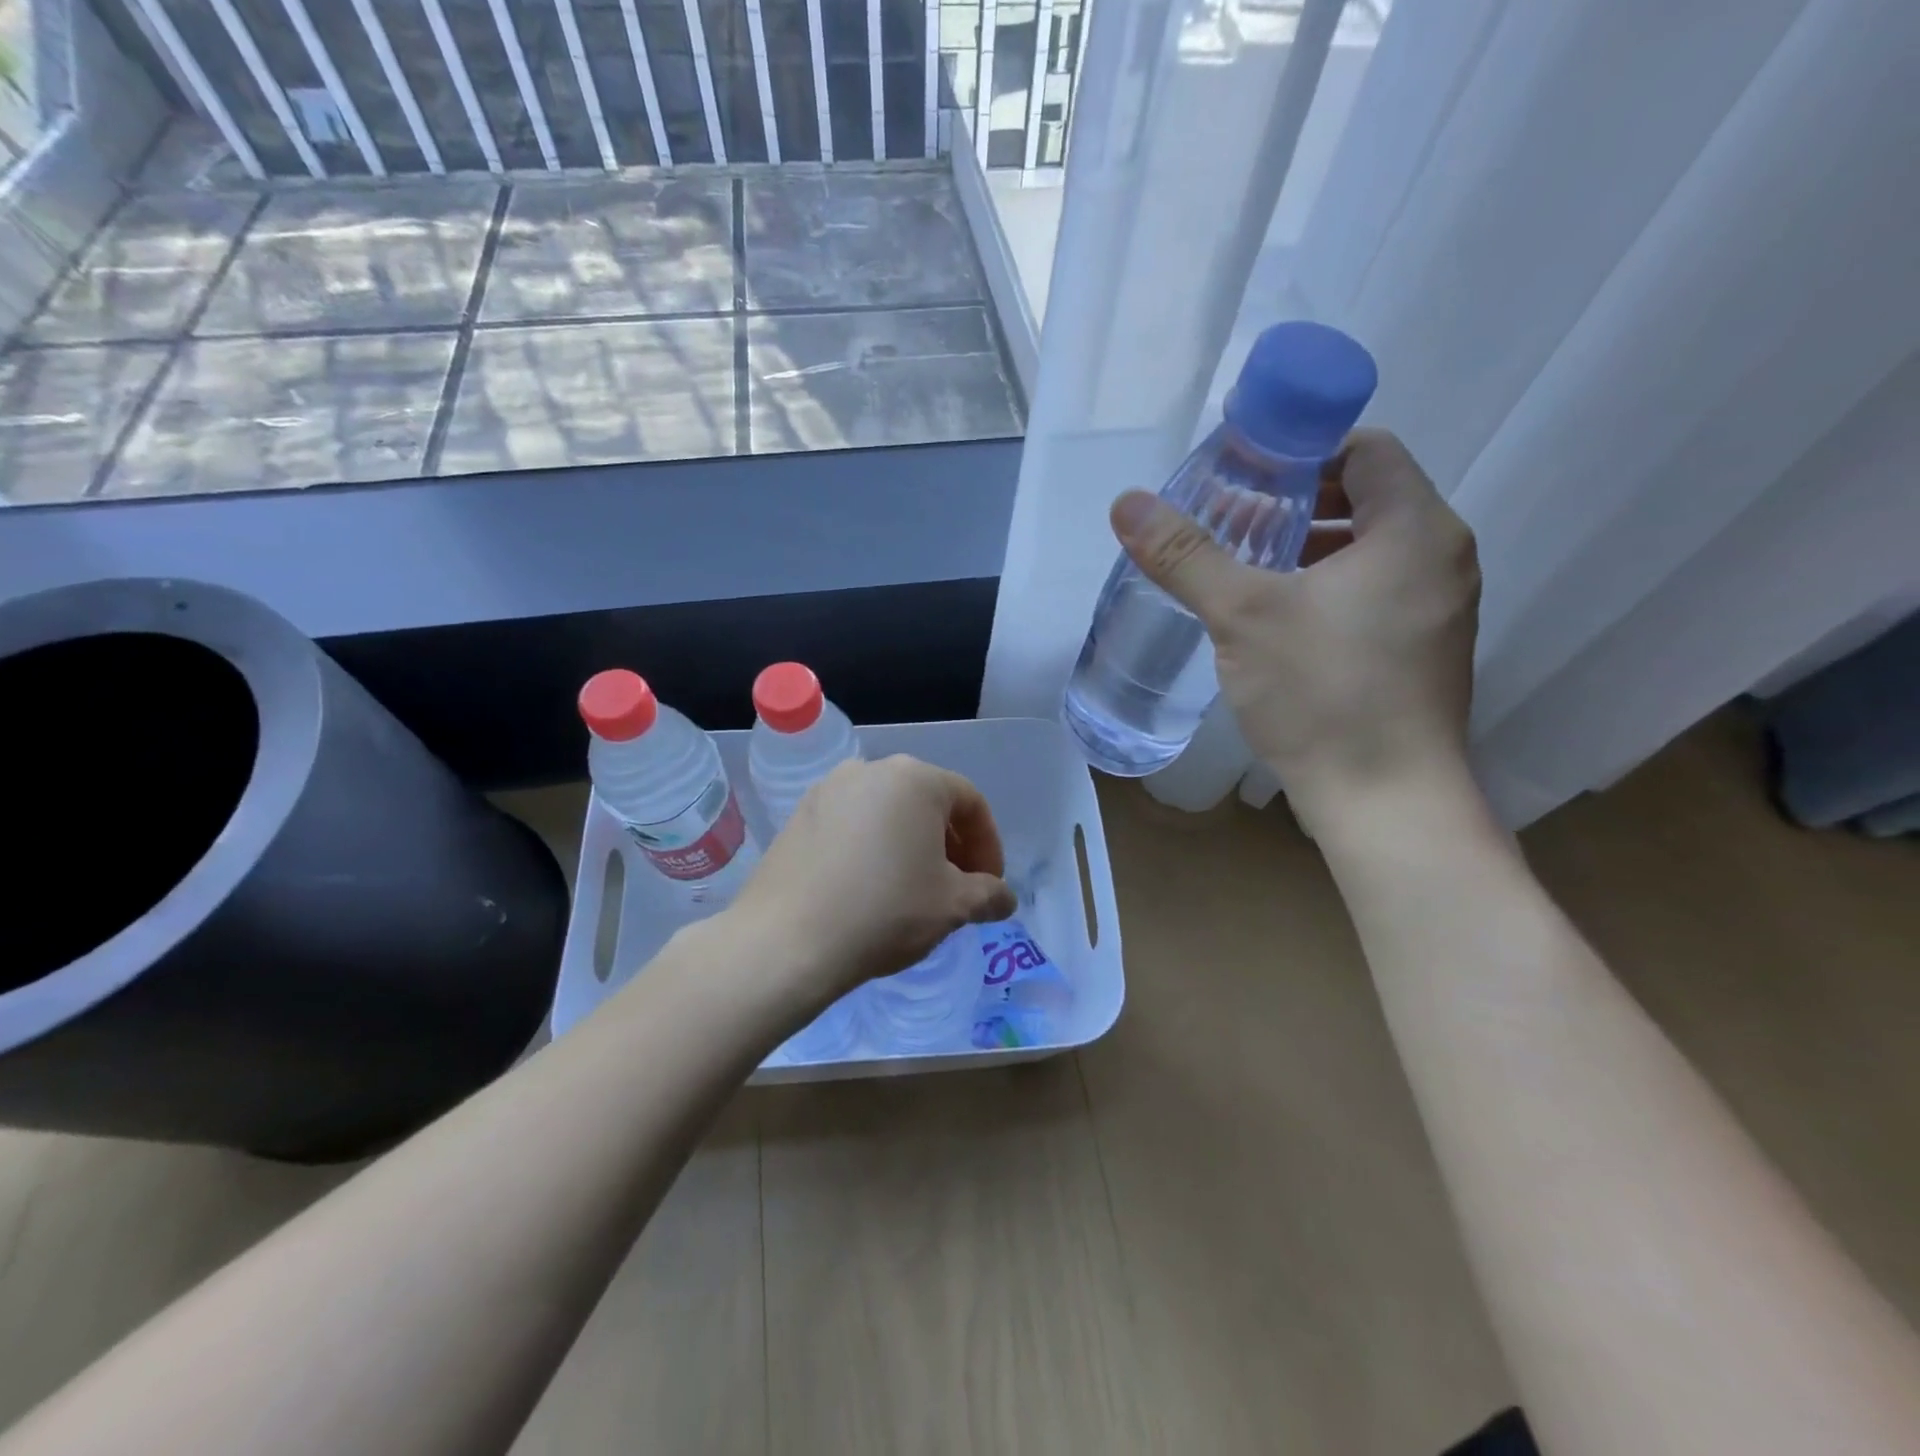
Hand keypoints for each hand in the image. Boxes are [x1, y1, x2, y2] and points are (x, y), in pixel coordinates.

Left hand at [728, 756, 1017, 1004]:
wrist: (786, 941)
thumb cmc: (884, 912)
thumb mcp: (951, 906)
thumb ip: (989, 895)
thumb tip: (1004, 898)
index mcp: (915, 779)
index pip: (970, 802)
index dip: (989, 845)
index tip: (989, 885)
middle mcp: (871, 769)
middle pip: (928, 802)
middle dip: (951, 844)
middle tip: (957, 888)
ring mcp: (829, 789)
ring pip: (889, 812)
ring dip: (911, 844)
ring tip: (914, 889)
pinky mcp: (799, 814)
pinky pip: (853, 823)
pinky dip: (874, 846)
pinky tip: (870, 886)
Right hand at [1111, 428, 1479, 828]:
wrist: (1385, 801)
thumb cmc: (1323, 694)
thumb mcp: (1242, 615)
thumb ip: (1185, 554)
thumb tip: (1126, 502)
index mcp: (1414, 529)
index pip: (1365, 449)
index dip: (1301, 451)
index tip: (1242, 477)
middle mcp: (1440, 558)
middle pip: (1365, 498)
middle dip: (1295, 504)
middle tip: (1230, 525)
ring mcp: (1438, 609)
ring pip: (1368, 551)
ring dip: (1307, 549)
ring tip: (1244, 571)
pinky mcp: (1422, 651)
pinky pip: (1373, 593)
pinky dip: (1326, 588)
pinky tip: (1275, 621)